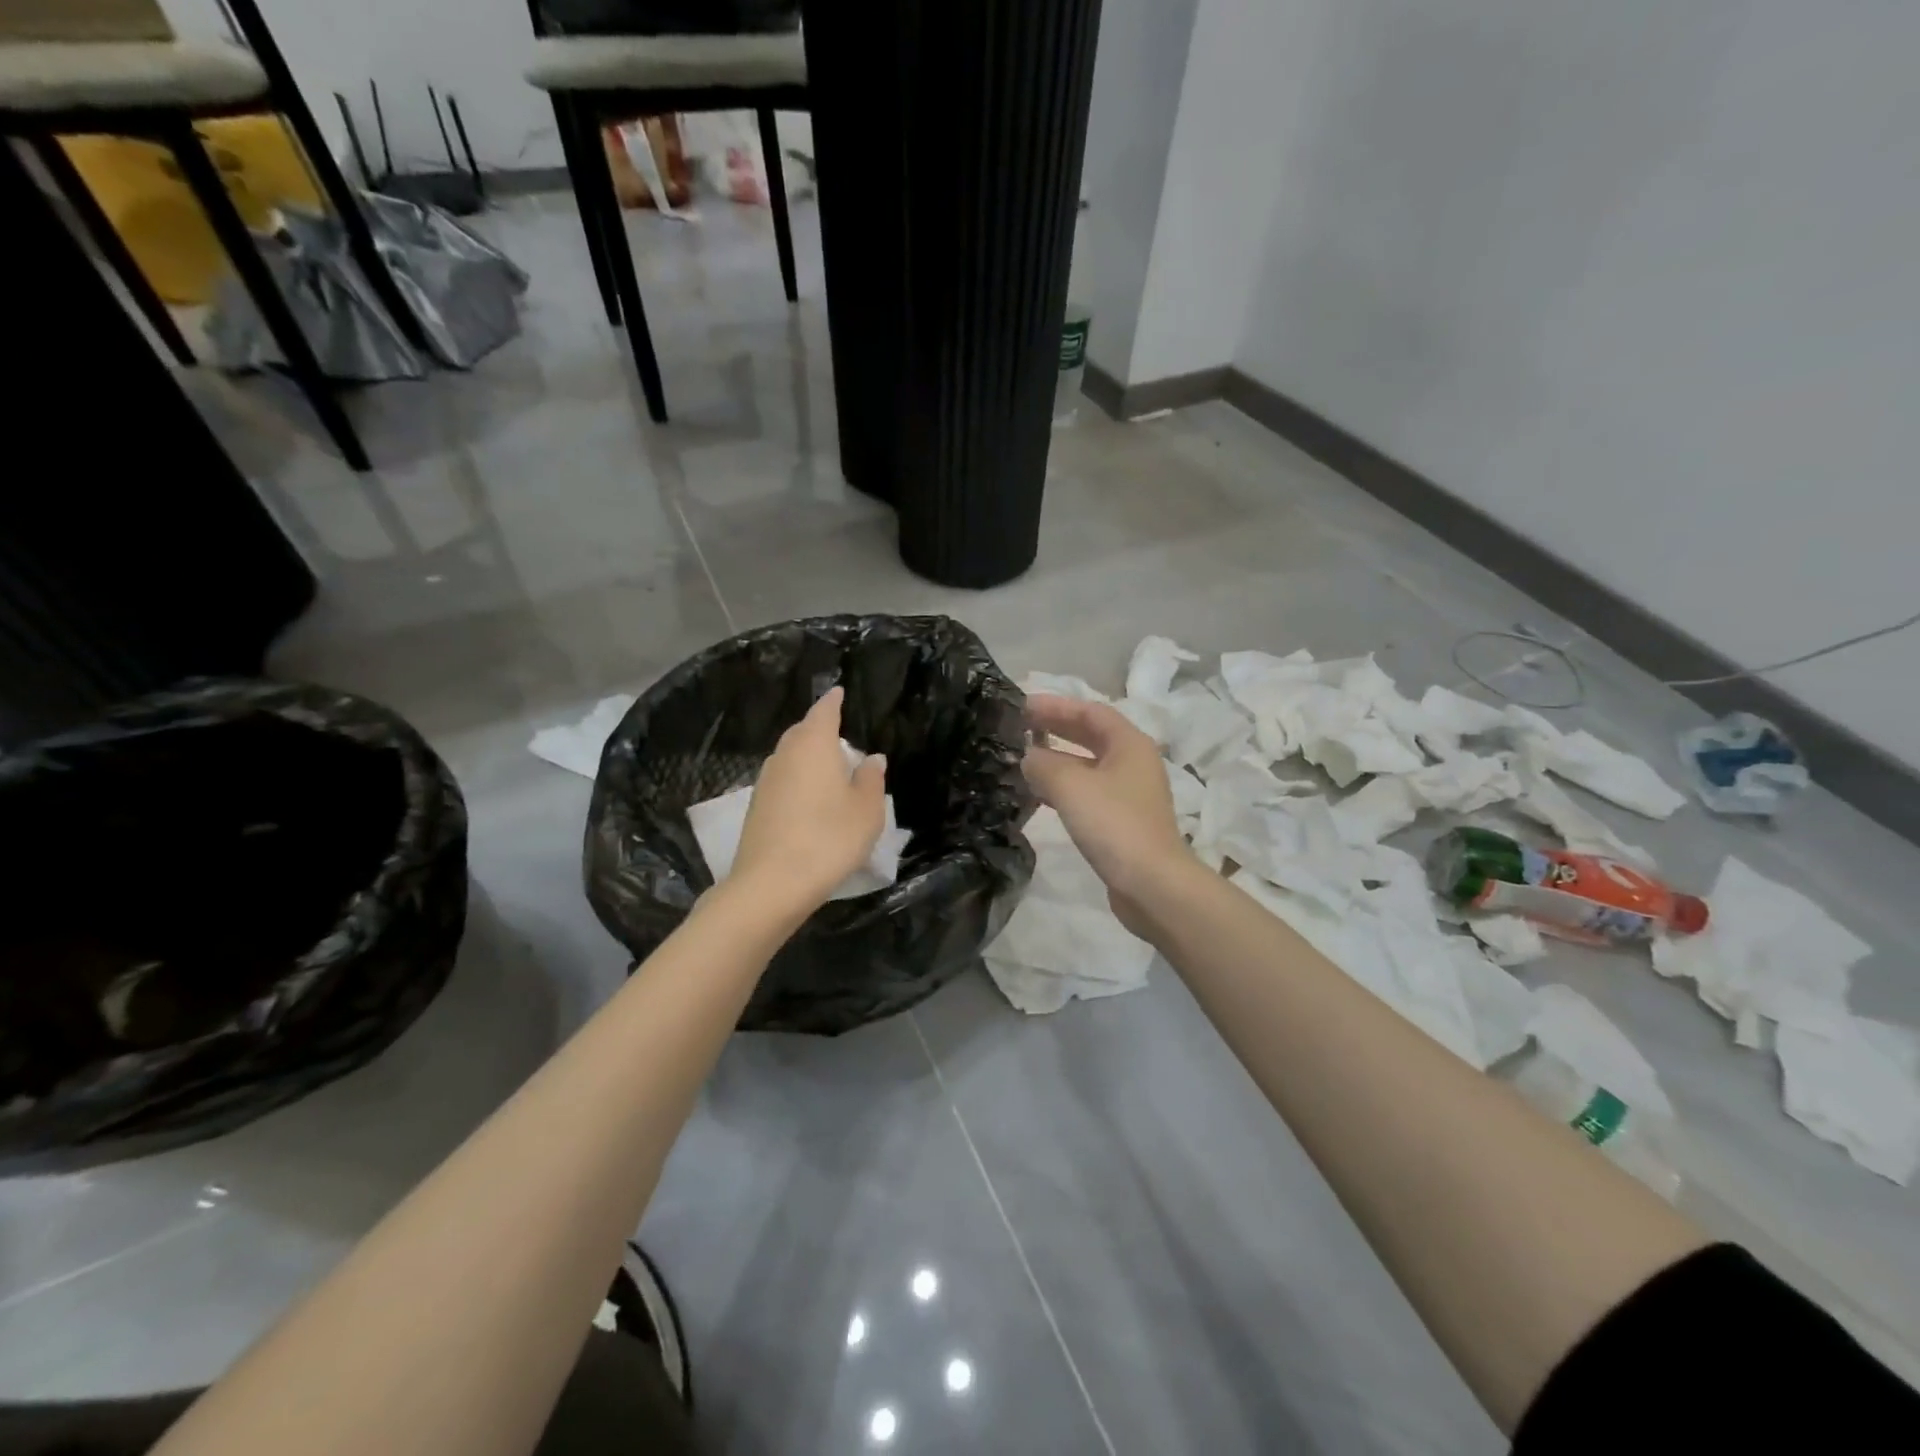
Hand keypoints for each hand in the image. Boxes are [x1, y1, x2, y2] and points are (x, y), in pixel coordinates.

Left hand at [730, 686, 887, 914]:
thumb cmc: (829, 838)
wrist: (772, 883)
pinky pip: (782, 780)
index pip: (824, 711)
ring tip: (828, 769)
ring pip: (790, 756)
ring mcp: (766, 780)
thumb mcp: (866, 810)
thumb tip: (871, 758)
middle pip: (802, 731)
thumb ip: (871, 779)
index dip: (833, 701)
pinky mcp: (757, 806)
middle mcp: (785, 754)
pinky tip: (810, 798)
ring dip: (807, 756)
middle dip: (819, 728)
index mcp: (814, 745)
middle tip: (840, 736)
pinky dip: (797, 779)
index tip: (839, 691)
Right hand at [1022, 695, 1194, 933]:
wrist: (1152, 884)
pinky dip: (1063, 787)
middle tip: (1018, 727)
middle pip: (1091, 735)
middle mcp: (1133, 763)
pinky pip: (1088, 792)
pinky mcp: (1122, 821)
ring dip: (1057, 759)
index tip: (1022, 706)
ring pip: (1088, 766)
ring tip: (1021, 759)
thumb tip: (1028, 757)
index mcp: (1129, 744)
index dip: (1055, 705)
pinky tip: (1039, 795)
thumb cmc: (1114, 824)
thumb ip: (1043, 764)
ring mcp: (1130, 794)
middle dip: (1055, 728)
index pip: (1090, 711)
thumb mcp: (1070, 786)